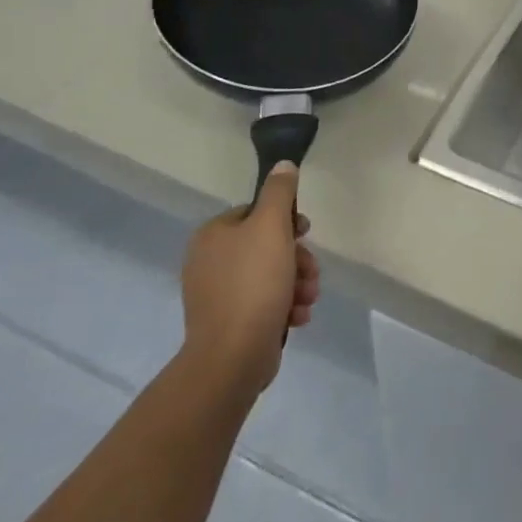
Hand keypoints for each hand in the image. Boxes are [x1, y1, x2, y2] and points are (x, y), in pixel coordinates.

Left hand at [180, 162, 319, 396]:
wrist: (232, 356)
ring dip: (297, 284)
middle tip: (311, 274)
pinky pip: (264, 303)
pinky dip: (285, 306)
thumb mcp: (271, 228)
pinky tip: (298, 317)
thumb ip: (279, 192)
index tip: (307, 233)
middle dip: (297, 259)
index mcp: (213, 235)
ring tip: (307, 299)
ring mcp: (218, 294)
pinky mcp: (230, 322)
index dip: (287, 221)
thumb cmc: (253, 284)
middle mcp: (210, 261)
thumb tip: (283, 165)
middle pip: (267, 246)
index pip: (256, 213)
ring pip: (271, 275)